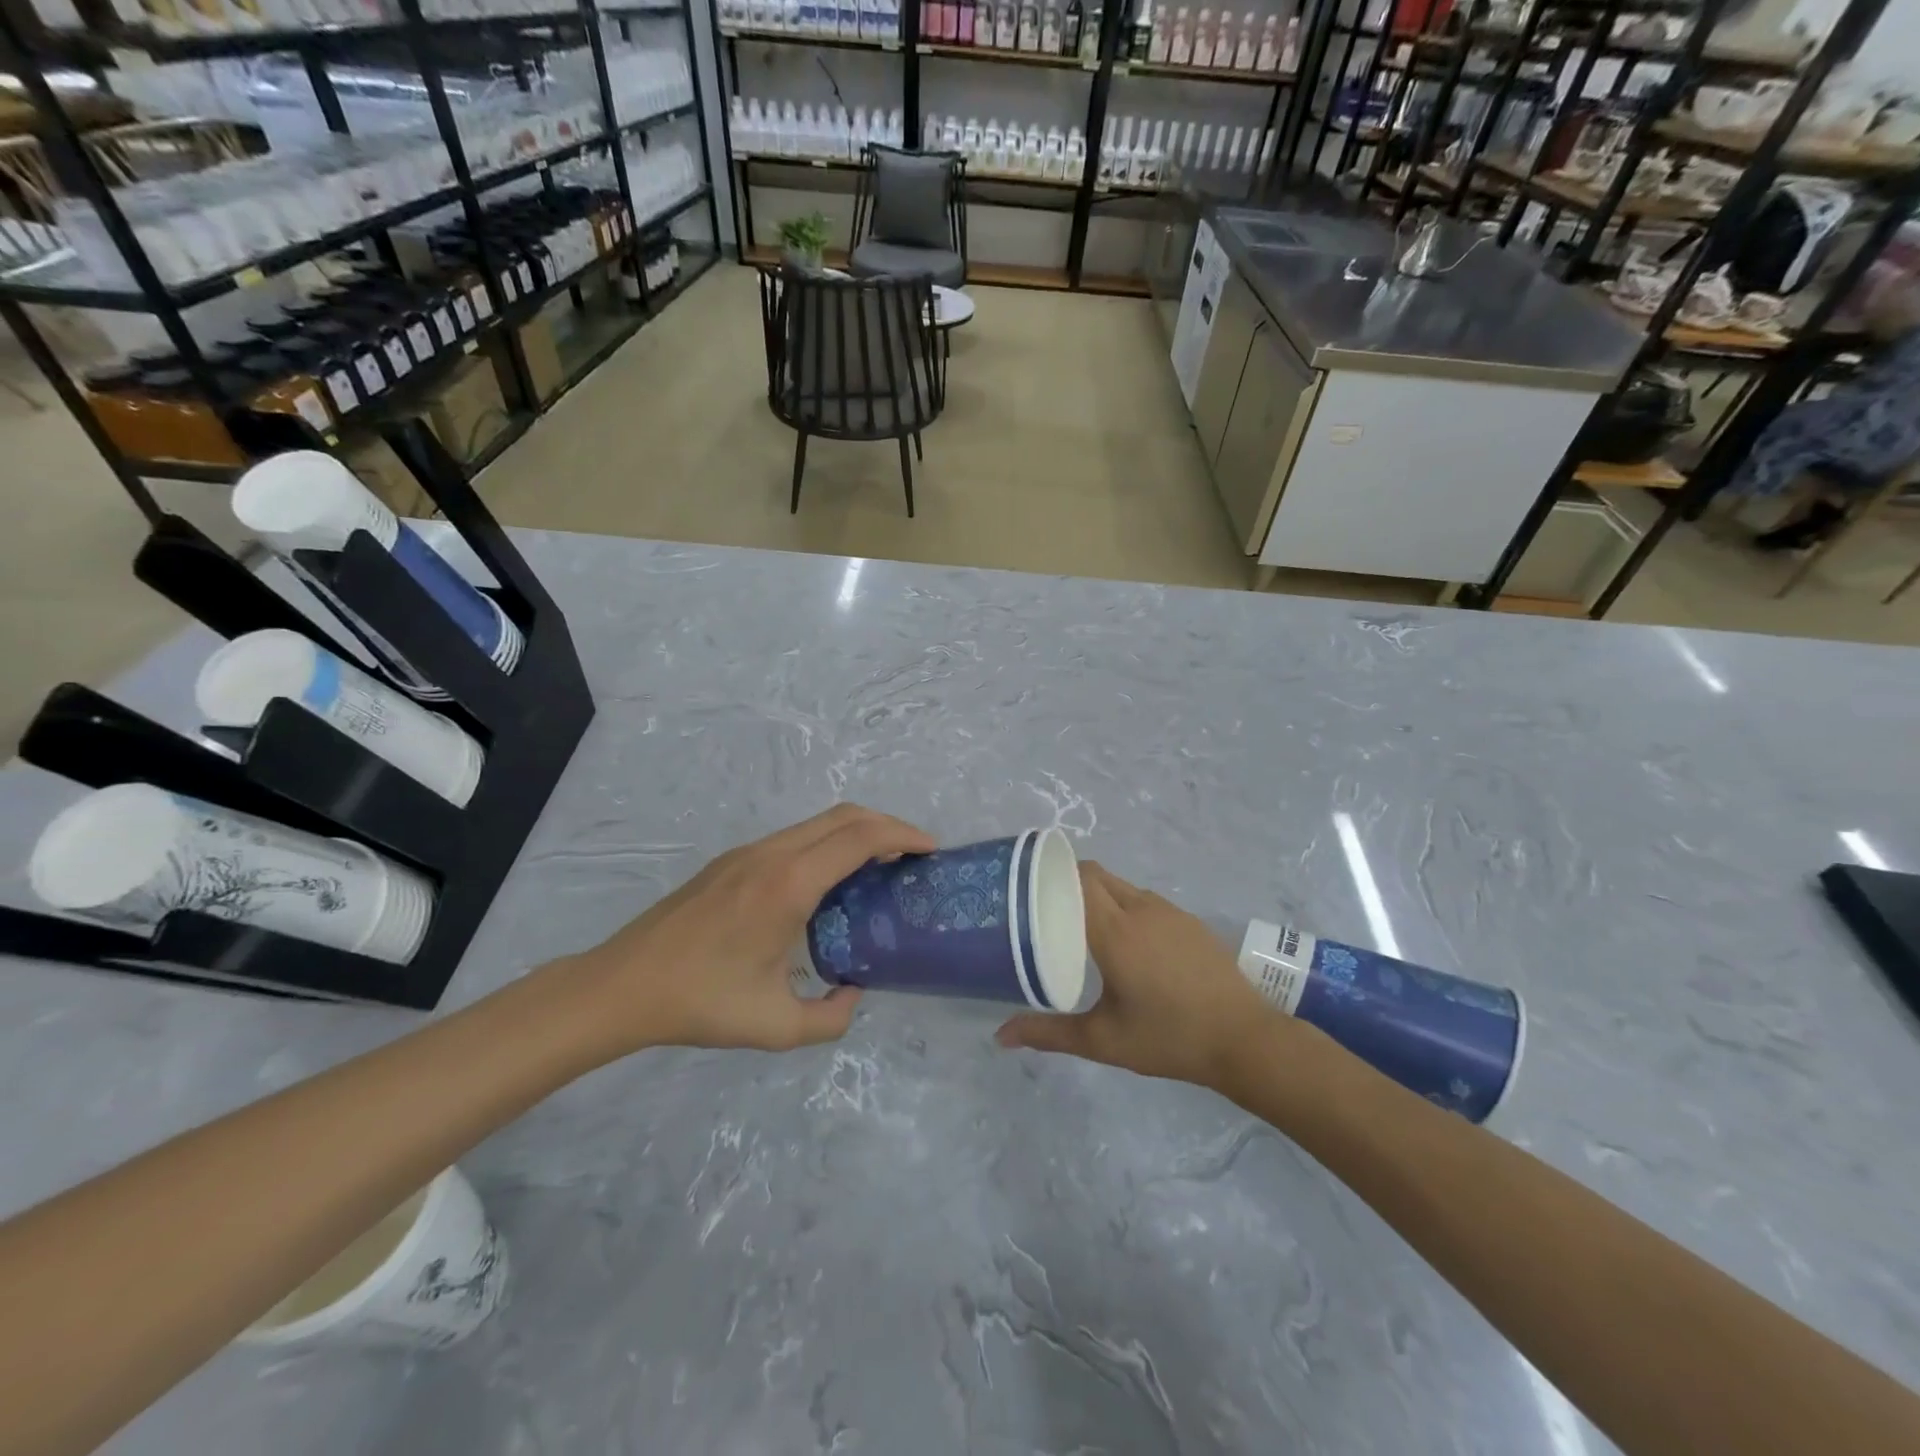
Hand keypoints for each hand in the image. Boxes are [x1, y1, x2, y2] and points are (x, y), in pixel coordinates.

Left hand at [558, 804, 935, 1057]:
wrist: (622, 984)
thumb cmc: (700, 1002)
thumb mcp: (775, 1026)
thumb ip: (830, 1018)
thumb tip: (853, 994)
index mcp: (789, 885)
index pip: (860, 838)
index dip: (902, 835)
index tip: (930, 850)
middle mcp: (773, 854)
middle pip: (844, 816)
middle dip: (888, 825)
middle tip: (914, 854)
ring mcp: (749, 852)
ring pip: (818, 822)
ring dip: (856, 832)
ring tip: (880, 867)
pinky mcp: (733, 860)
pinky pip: (796, 837)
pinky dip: (829, 843)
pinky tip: (830, 881)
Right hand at [996, 862, 1291, 1088]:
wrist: (1245, 1039)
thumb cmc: (1169, 1037)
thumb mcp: (1103, 1040)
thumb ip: (1049, 1034)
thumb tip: (1000, 1036)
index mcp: (1115, 930)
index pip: (1078, 878)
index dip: (1051, 875)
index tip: (1028, 890)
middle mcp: (1141, 909)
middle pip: (1097, 875)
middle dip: (1069, 884)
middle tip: (1047, 910)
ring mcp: (1170, 912)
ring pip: (1123, 887)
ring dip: (1099, 896)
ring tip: (1081, 925)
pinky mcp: (1190, 921)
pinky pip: (1146, 901)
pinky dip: (1126, 908)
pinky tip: (1127, 942)